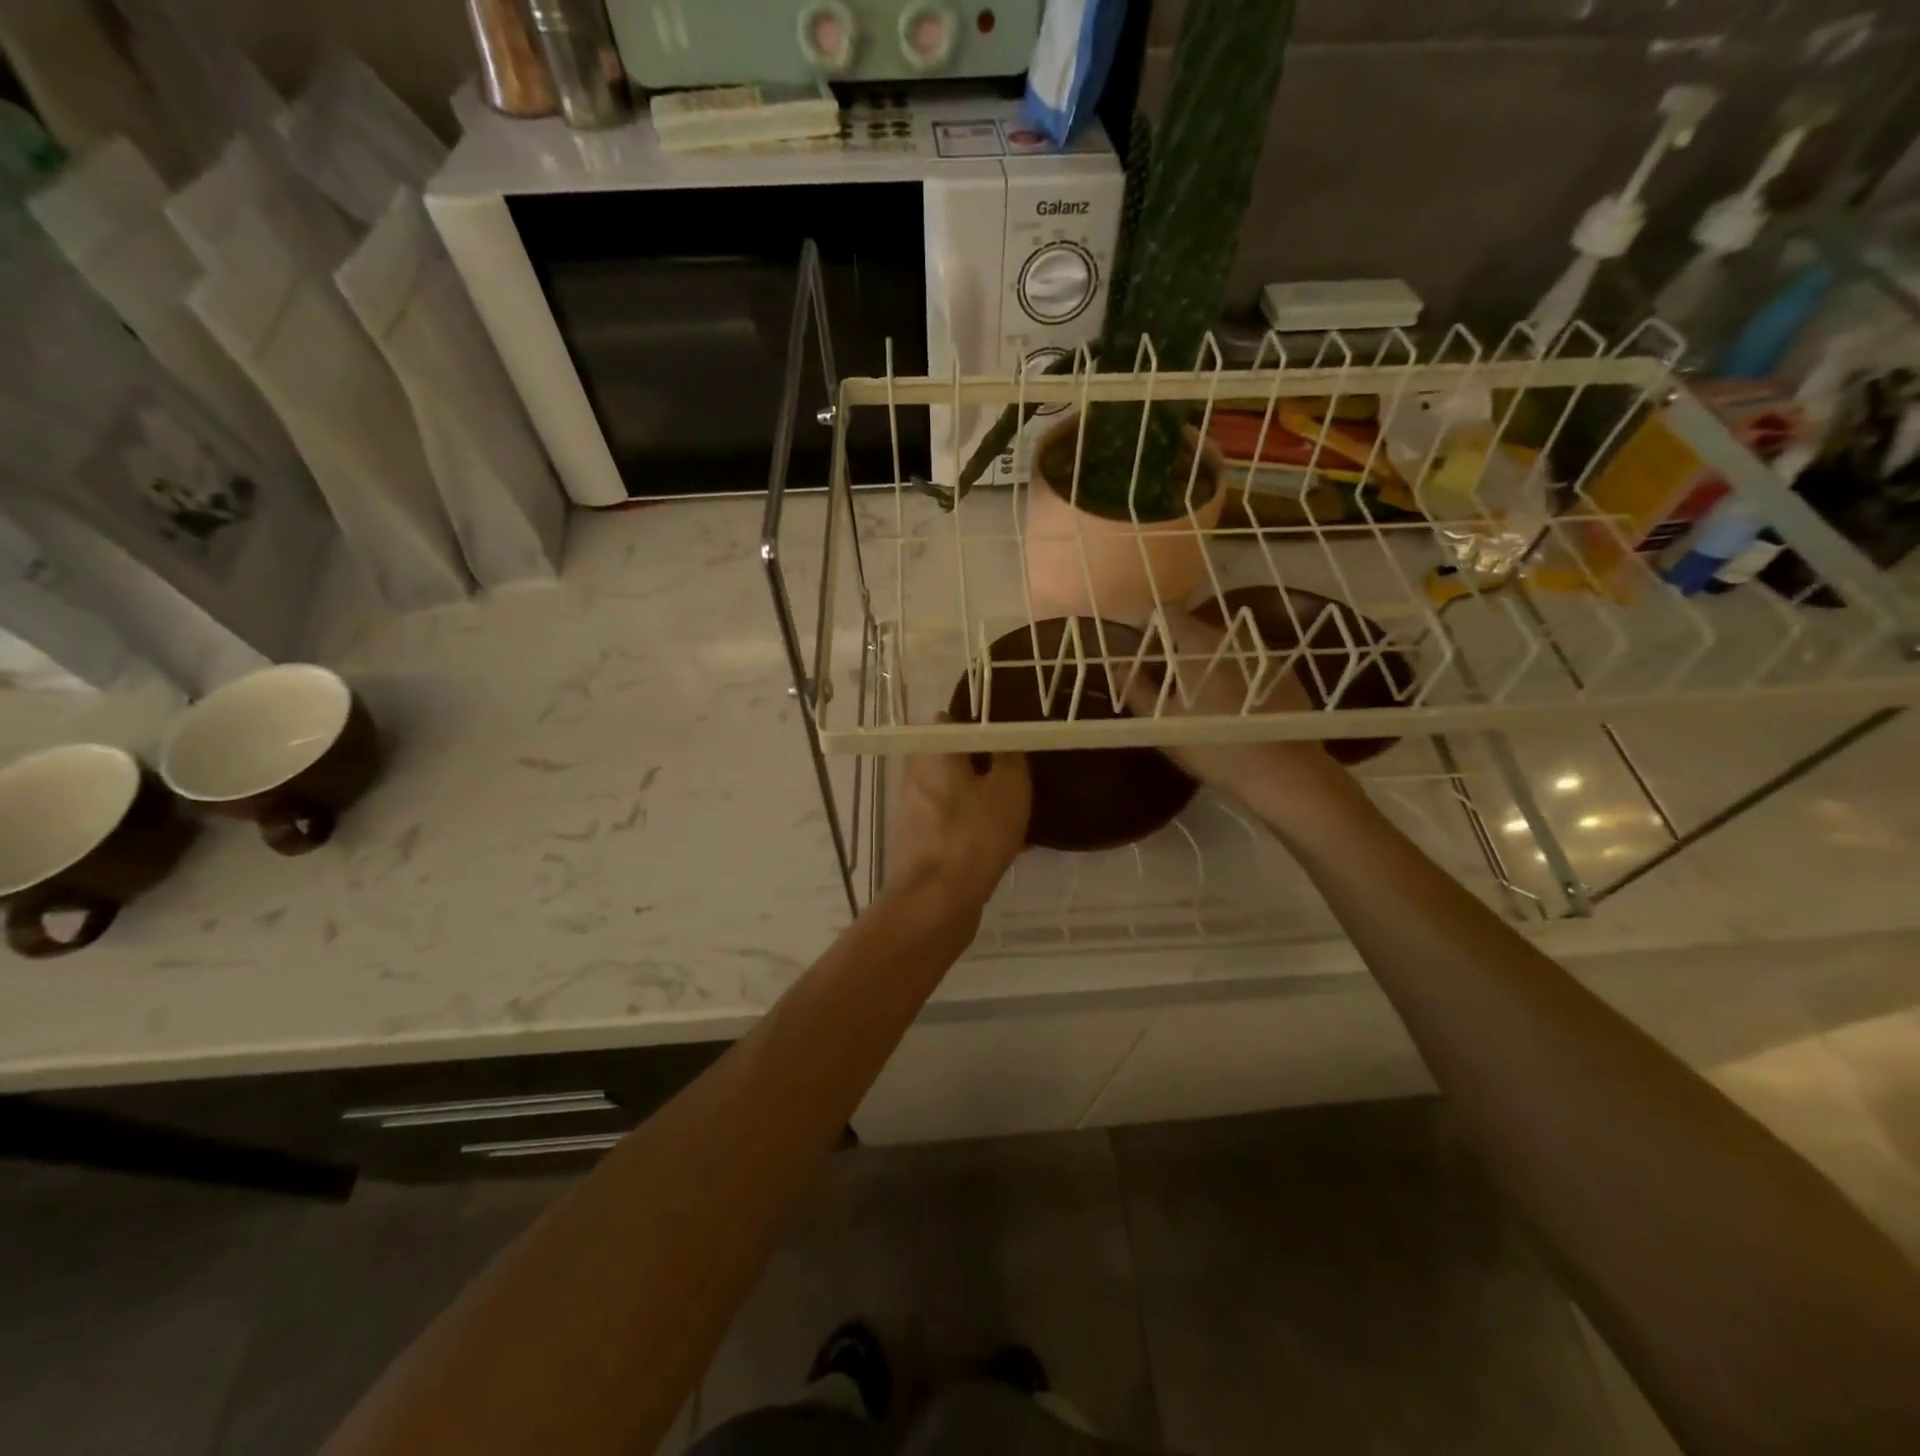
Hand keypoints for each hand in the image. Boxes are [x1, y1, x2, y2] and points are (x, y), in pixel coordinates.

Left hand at [885, 738, 1030, 926]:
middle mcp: (914, 778)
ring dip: (980, 803)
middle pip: (952, 762)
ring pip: (954, 797)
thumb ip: (1010, 756)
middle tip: (1017, 778)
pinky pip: (951, 828)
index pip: (951, 723)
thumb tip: (1004, 743)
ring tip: (1016, 817)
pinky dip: (973, 831)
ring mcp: (912, 814)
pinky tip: (1004, 848)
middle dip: (983, 768)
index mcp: (932, 754)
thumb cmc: (974, 835)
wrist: (935, 903)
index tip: (1007, 738)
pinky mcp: (916, 846)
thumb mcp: (1010, 787)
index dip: (980, 726)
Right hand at [1124, 607, 1342, 809]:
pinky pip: (1249, 664)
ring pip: (1225, 647)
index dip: (1152, 624)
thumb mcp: (1161, 722)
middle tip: (1168, 675)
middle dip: (1180, 645)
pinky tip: (1234, 704)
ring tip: (1201, 690)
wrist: (1281, 771)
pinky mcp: (1284, 673)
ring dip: (1210, 660)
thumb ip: (1136, 689)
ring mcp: (1261, 653)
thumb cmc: (1211, 743)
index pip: (1168, 613)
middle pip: (1197, 628)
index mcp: (1197, 643)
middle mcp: (1230, 637)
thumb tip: (1118, 666)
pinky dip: (1237, 674)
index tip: (1142, 644)